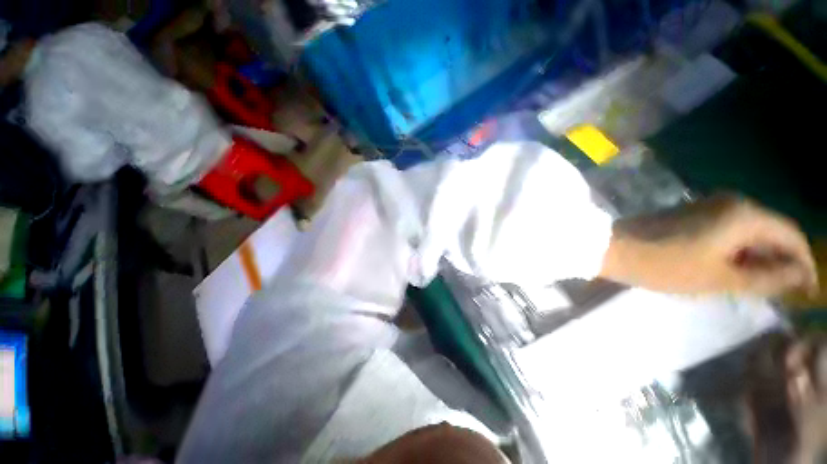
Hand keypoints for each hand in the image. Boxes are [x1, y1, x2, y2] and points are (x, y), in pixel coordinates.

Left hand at [602, 194, 818, 296]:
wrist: (612, 247)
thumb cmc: (665, 265)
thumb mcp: (721, 279)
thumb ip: (766, 277)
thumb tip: (800, 275)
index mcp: (744, 214)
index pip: (791, 235)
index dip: (804, 263)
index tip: (808, 292)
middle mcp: (732, 202)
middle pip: (772, 232)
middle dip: (781, 261)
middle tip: (785, 293)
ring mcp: (710, 206)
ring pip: (750, 232)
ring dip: (759, 258)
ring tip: (762, 287)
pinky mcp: (693, 213)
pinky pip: (730, 231)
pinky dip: (738, 251)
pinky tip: (736, 270)